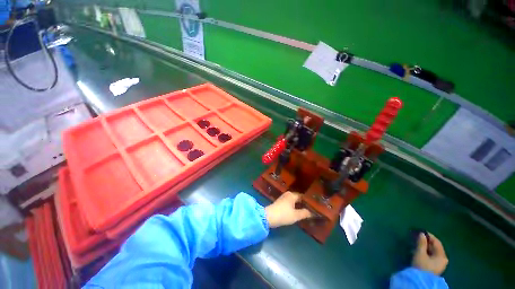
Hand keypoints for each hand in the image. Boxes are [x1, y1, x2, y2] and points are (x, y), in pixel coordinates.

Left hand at [265, 191, 312, 227]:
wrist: (269, 217)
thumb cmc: (283, 214)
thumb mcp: (296, 215)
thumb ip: (305, 213)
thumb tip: (312, 212)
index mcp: (292, 195)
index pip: (303, 196)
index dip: (309, 201)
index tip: (315, 206)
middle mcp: (288, 194)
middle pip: (298, 198)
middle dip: (304, 203)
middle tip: (312, 209)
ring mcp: (283, 198)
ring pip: (294, 201)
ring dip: (299, 205)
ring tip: (307, 211)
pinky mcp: (280, 202)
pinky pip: (290, 203)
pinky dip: (294, 206)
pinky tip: (298, 211)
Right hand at [412, 232, 448, 275]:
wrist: (421, 280)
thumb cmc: (421, 266)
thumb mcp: (420, 253)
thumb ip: (421, 243)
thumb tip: (421, 233)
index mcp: (442, 255)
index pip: (436, 242)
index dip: (429, 236)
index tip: (420, 231)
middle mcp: (443, 259)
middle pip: (435, 247)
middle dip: (426, 241)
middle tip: (417, 237)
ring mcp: (440, 264)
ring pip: (433, 252)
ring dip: (425, 246)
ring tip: (417, 243)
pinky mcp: (435, 267)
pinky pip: (432, 256)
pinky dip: (426, 252)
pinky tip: (419, 250)